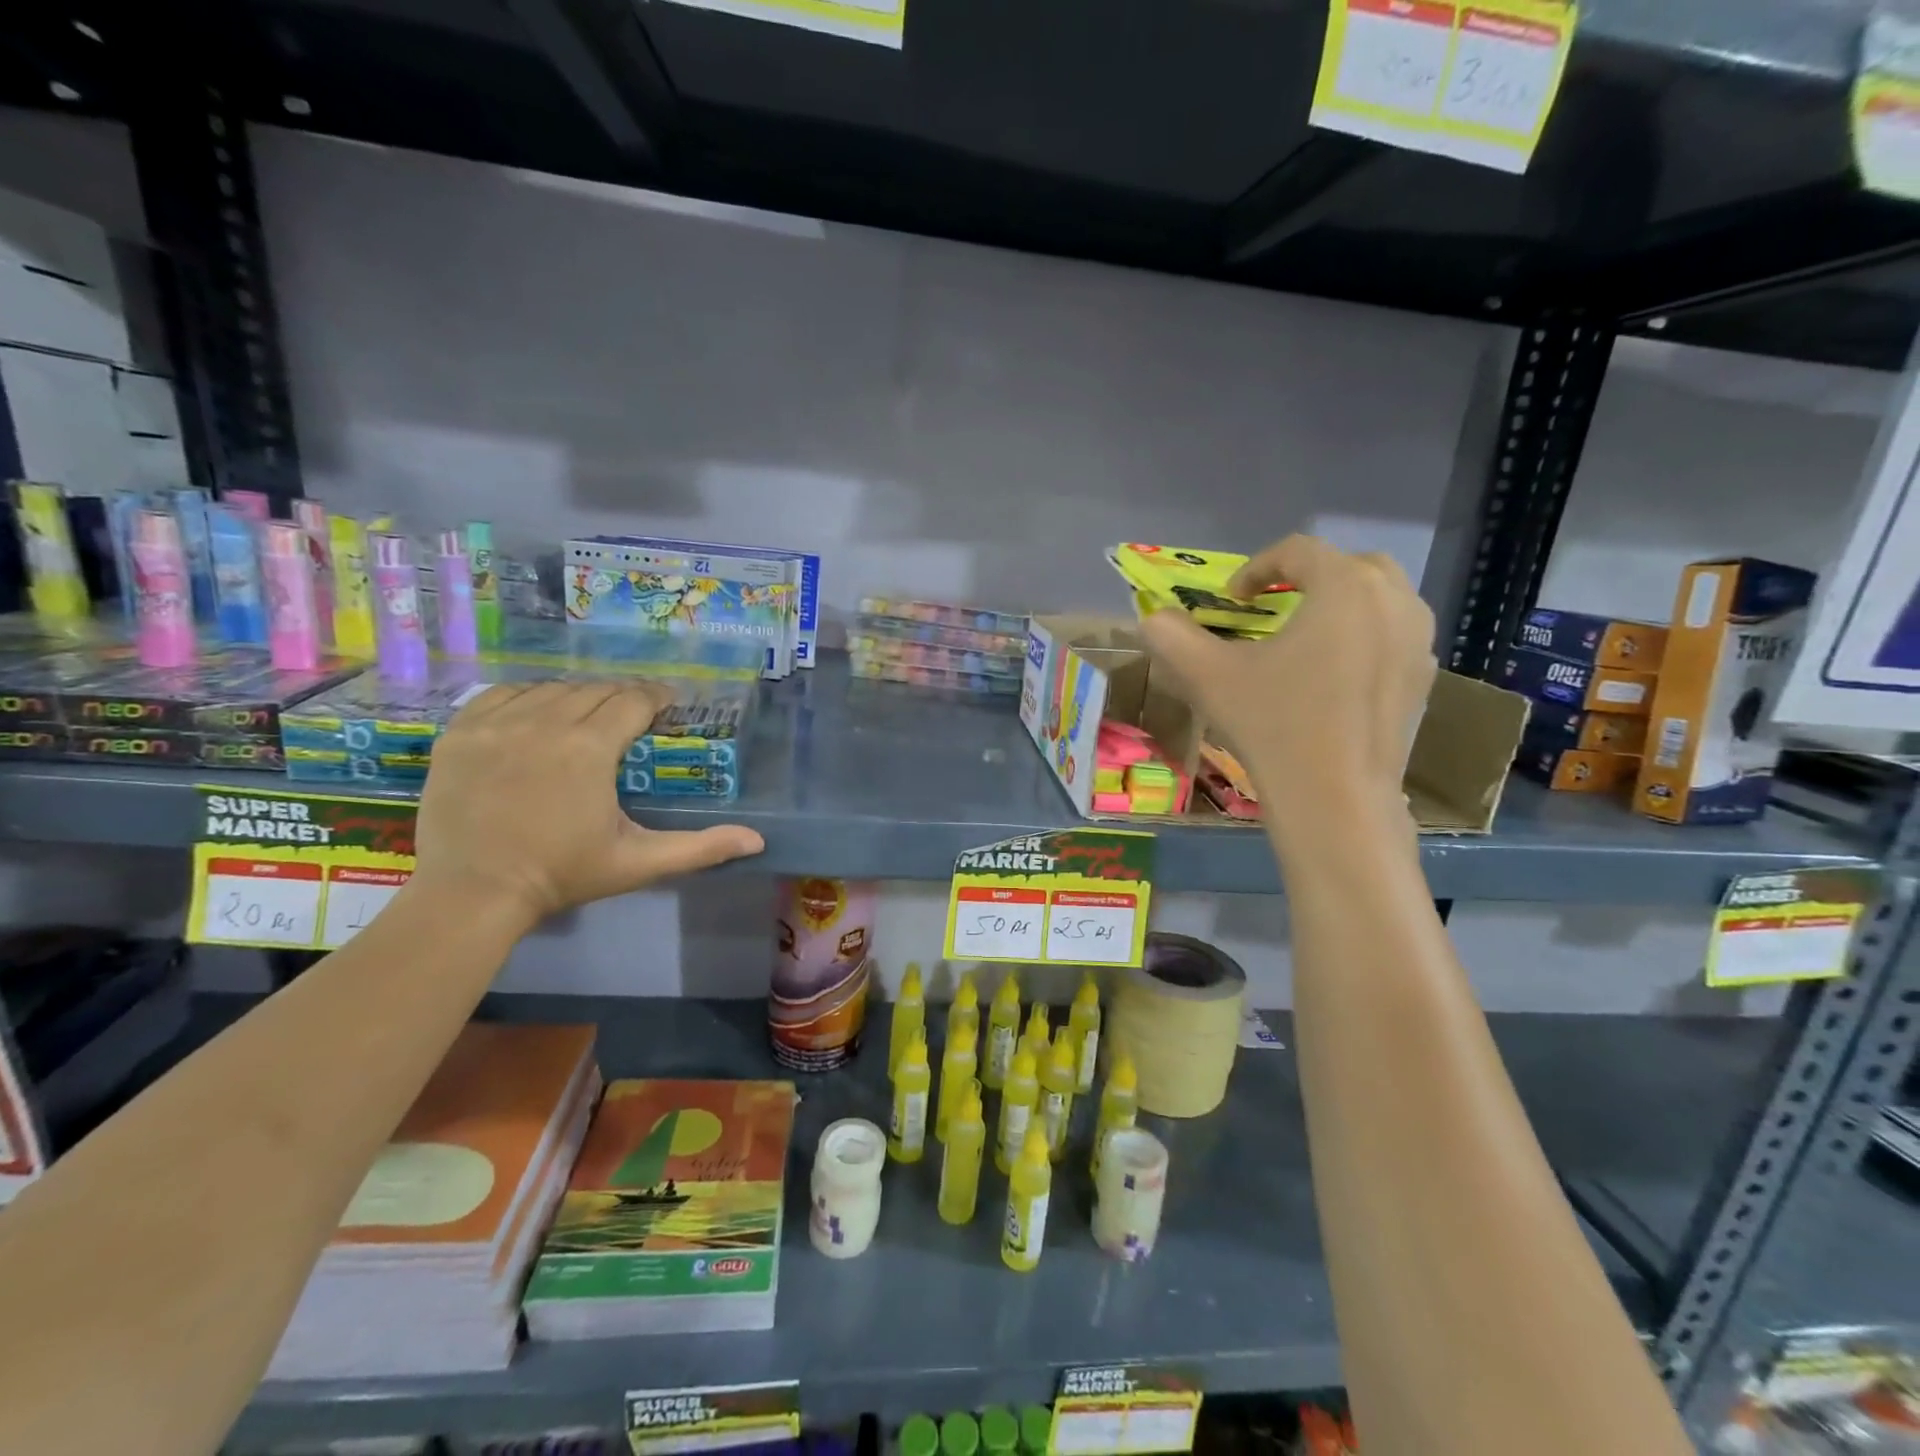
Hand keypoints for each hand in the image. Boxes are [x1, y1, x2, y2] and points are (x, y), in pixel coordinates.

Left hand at [409, 681, 763, 927]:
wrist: (472, 893)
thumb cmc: (563, 875)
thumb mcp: (638, 862)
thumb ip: (700, 848)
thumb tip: (757, 841)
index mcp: (590, 748)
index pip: (633, 700)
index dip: (656, 697)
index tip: (668, 702)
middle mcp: (545, 722)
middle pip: (595, 690)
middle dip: (621, 698)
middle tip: (633, 716)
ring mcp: (497, 724)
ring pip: (551, 689)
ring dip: (578, 696)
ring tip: (588, 715)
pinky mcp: (460, 733)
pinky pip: (503, 694)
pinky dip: (527, 697)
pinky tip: (537, 714)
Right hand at [1141, 535, 1435, 842]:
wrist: (1335, 798)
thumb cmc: (1273, 725)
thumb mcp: (1208, 676)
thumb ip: (1172, 636)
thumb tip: (1152, 618)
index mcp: (1345, 586)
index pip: (1298, 550)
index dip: (1256, 566)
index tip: (1231, 599)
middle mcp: (1394, 600)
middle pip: (1349, 565)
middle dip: (1307, 577)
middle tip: (1272, 607)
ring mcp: (1418, 640)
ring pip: (1380, 598)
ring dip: (1339, 604)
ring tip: (1304, 638)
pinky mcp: (1424, 678)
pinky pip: (1394, 635)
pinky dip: (1363, 637)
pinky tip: (1332, 676)